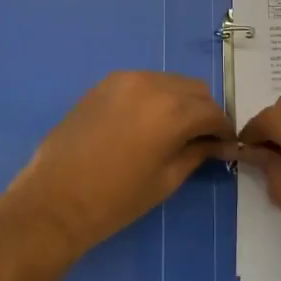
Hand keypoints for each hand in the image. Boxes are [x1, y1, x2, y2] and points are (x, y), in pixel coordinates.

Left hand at [0, 71, 234, 260]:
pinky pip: (143, 82)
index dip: (224, 130)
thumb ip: (196, 153)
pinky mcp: (103, 84)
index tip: (225, 147)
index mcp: (172, 110)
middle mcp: (151, 84)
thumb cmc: (115, 199)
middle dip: (204, 112)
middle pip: (194, 89)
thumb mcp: (166, 180)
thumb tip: (217, 144)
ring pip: (169, 82)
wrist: (54, 200)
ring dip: (180, 102)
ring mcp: (124, 80)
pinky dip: (155, 97)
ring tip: (174, 132)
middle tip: (202, 140)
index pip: (213, 111)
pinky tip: (147, 123)